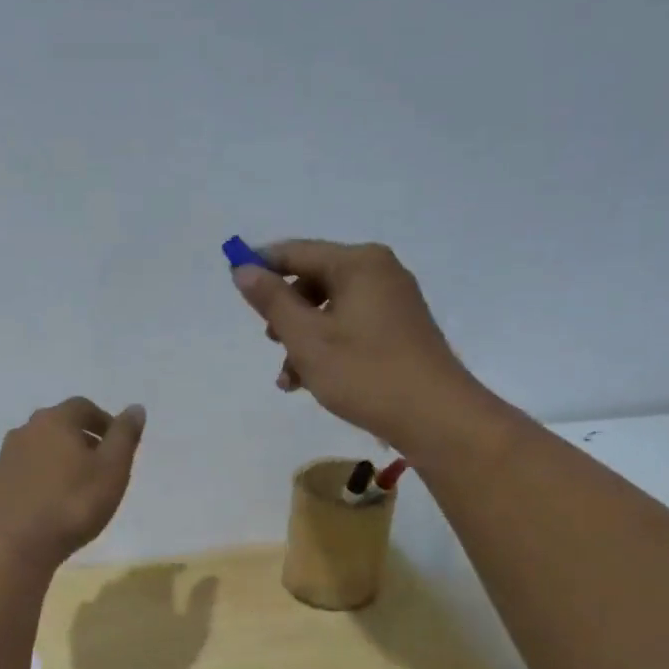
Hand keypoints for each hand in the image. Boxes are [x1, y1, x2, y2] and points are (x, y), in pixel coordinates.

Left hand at [0, 397, 144, 570]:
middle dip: (81, 439)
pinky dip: (38, 479)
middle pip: (58, 425)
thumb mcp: (112, 470)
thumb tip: (135, 408)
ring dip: (58, 459)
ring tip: (74, 487)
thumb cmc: (73, 505)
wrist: (16, 547)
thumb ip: (125, 436)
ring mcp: (4, 458)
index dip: (103, 421)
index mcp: (54, 421)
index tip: (117, 444)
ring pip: (38, 449)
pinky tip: (48, 503)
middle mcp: (24, 431)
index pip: (83, 407)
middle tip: (99, 465)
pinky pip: (23, 473)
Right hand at [232, 240, 474, 446]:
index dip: (261, 266)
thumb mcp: (306, 337)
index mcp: (357, 263)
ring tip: (289, 379)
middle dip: (284, 314)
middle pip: (313, 281)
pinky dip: (326, 348)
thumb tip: (242, 269)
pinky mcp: (398, 330)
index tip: (234, 284)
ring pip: (329, 310)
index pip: (296, 252)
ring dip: (302, 340)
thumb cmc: (364, 372)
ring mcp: (392, 301)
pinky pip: (349, 327)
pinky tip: (311, 382)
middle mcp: (378, 272)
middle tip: (271, 344)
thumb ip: (272, 300)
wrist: (433, 415)